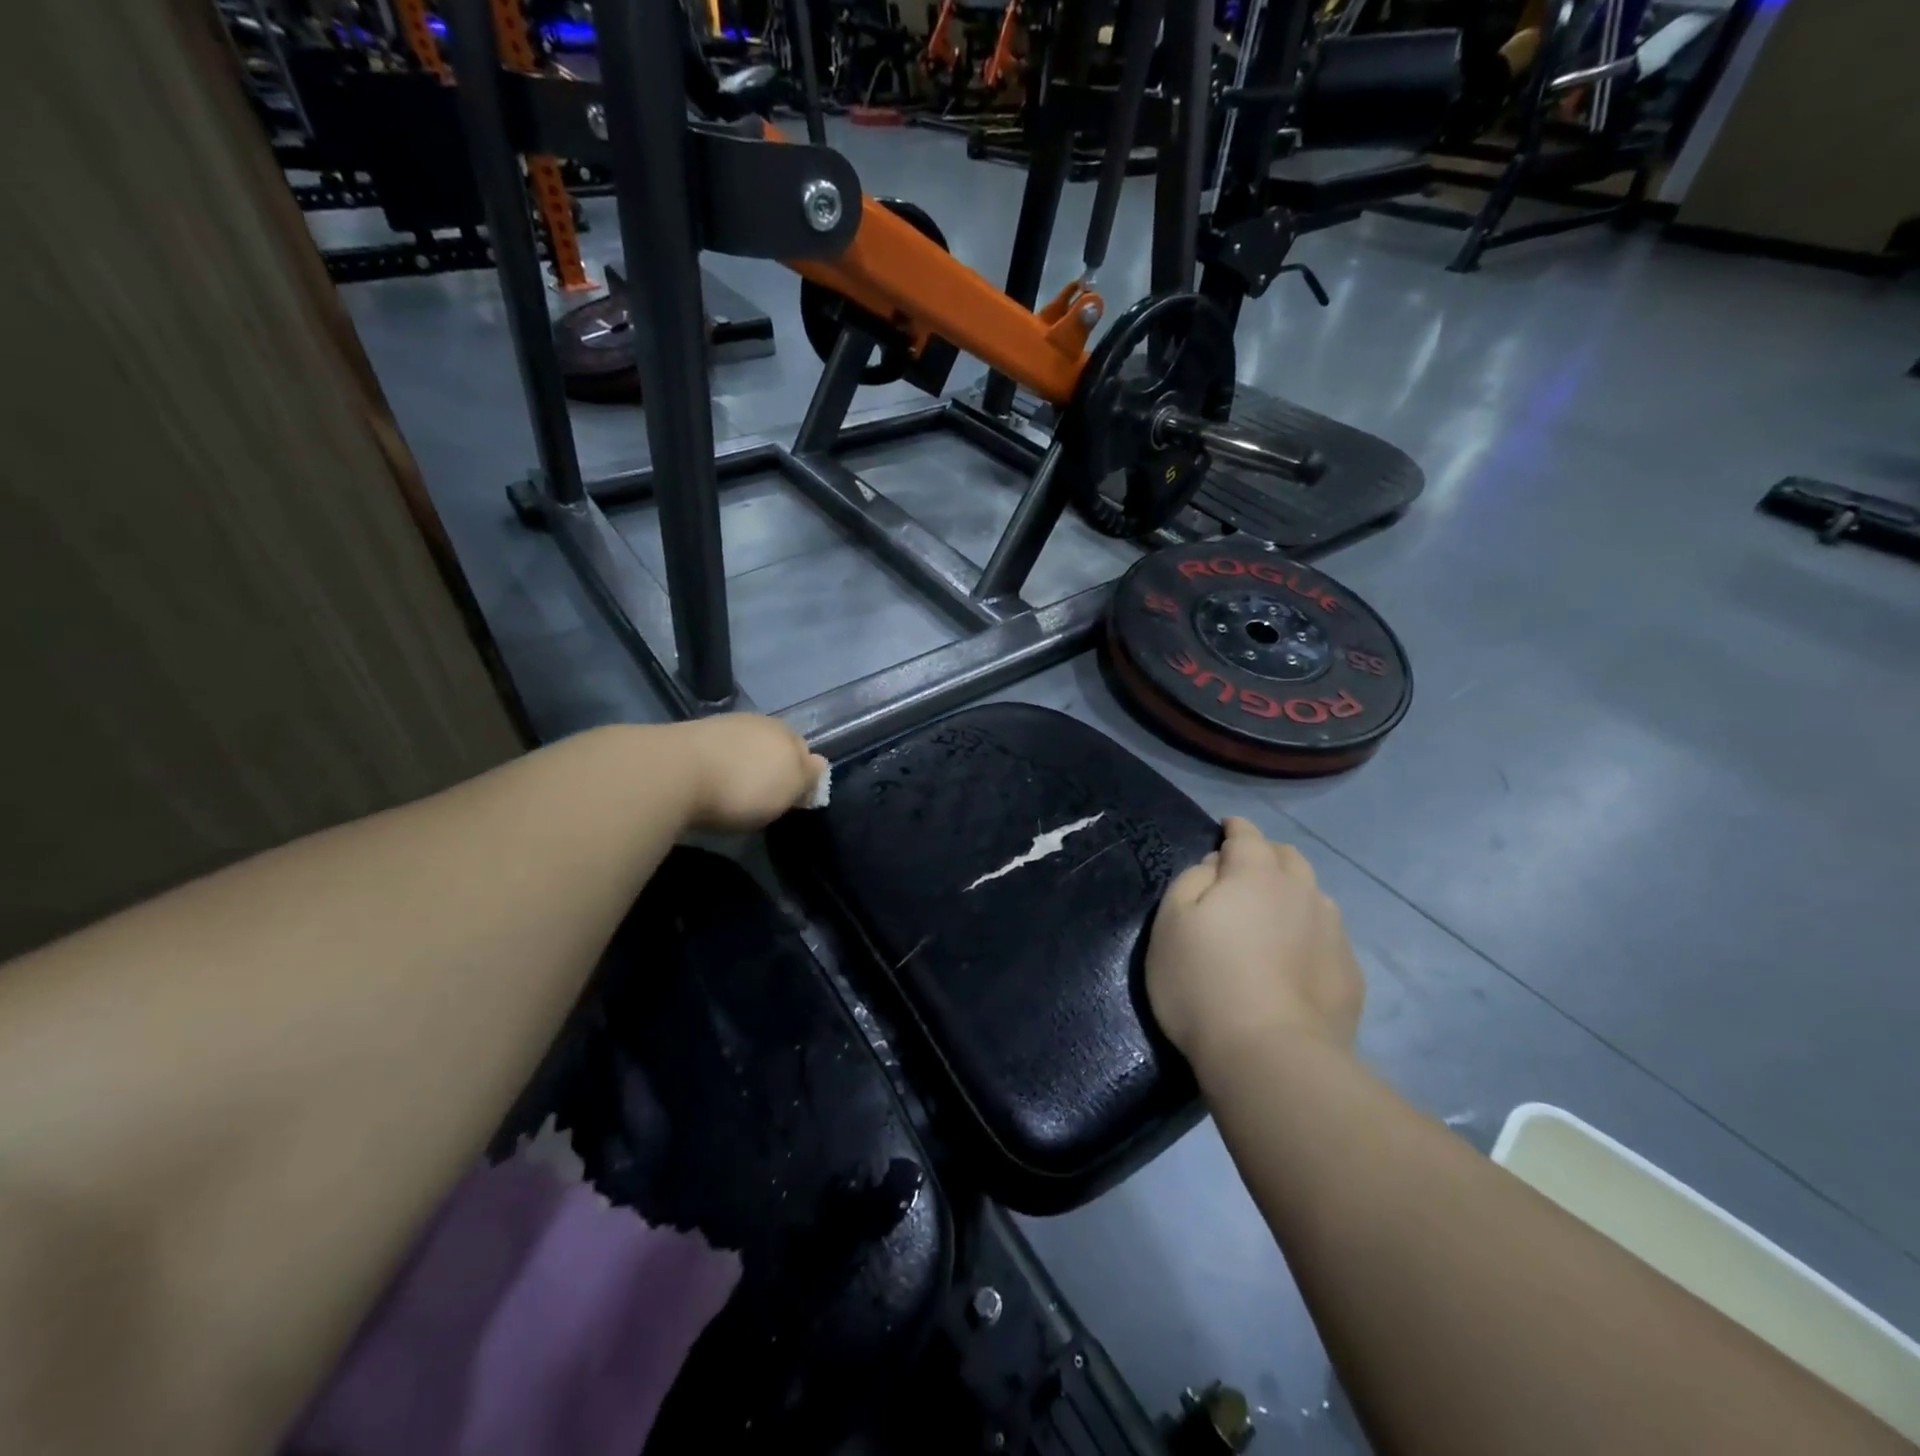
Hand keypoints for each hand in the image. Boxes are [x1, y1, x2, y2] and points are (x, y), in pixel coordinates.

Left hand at [665, 714, 827, 831]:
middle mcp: (757, 722)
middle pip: (772, 745)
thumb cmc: (743, 787)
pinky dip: (717, 765)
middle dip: (771, 766)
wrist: (674, 772)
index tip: (791, 798)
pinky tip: (709, 781)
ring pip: (743, 746)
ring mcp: (722, 725)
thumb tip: (819, 762)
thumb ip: (807, 776)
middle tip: (763, 796)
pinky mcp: (690, 736)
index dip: (801, 774)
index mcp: (786, 734)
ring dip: (742, 764)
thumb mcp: (788, 790)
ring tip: (733, 790)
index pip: (803, 750)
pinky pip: (715, 752)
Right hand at [1145, 817, 1364, 1066]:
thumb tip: (1215, 867)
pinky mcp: (1349, 974)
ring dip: (1292, 894)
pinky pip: (1327, 937)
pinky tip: (1294, 960)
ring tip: (1272, 916)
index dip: (1234, 828)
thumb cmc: (1203, 982)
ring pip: (1313, 896)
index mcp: (1256, 875)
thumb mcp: (1170, 923)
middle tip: (1244, 872)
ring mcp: (1333, 933)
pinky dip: (1308, 934)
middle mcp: (1302, 892)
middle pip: (1288, 858)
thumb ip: (1191, 880)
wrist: (1269, 1056)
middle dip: (1266, 855)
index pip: (1247, 835)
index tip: (1225, 829)